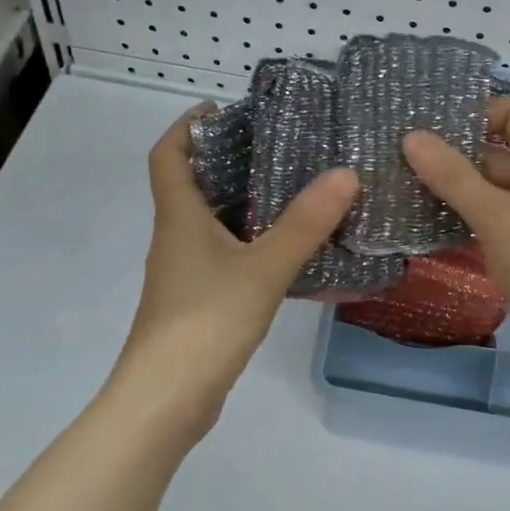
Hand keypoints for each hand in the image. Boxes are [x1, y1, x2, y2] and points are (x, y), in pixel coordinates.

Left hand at [118, 107, 358, 417]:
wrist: (165, 402)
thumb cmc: (204, 323)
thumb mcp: (262, 269)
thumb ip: (303, 224)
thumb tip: (345, 173)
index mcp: (179, 218)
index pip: (168, 155)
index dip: (188, 125)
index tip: (224, 108)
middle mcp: (176, 238)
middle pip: (193, 185)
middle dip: (229, 160)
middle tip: (281, 146)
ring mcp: (185, 274)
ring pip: (213, 224)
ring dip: (245, 203)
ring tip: (296, 191)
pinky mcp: (198, 303)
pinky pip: (226, 257)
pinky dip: (252, 244)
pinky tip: (289, 251)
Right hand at [403, 98, 509, 386]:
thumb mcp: (497, 215)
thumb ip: (453, 176)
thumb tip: (411, 137)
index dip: (477, 114)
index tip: (431, 130)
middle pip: (499, 152)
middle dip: (454, 155)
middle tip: (400, 160)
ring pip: (491, 191)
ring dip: (454, 191)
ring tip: (402, 188)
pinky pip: (492, 223)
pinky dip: (463, 221)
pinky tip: (424, 226)